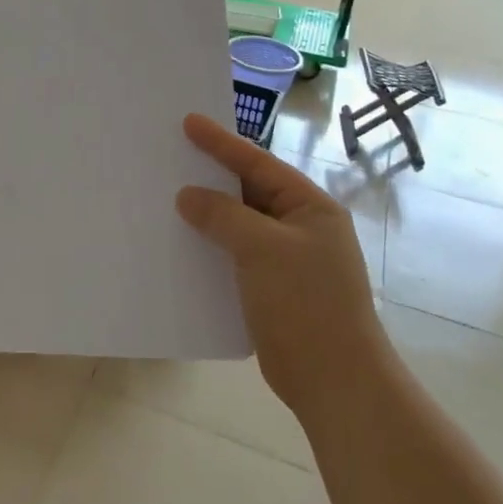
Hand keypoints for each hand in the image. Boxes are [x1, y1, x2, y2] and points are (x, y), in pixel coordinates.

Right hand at [176, 113, 381, 416]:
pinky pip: (235, 255)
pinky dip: (211, 246)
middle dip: (211, 176)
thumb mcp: (262, 248)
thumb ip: (223, 216)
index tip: (188, 122)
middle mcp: (300, 227)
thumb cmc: (306, 304)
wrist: (334, 381)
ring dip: (207, 214)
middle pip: (249, 191)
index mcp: (310, 207)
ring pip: (239, 225)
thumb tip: (188, 196)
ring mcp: (287, 260)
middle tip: (172, 156)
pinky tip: (182, 245)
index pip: (259, 164)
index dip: (222, 142)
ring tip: (168, 197)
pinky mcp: (271, 289)